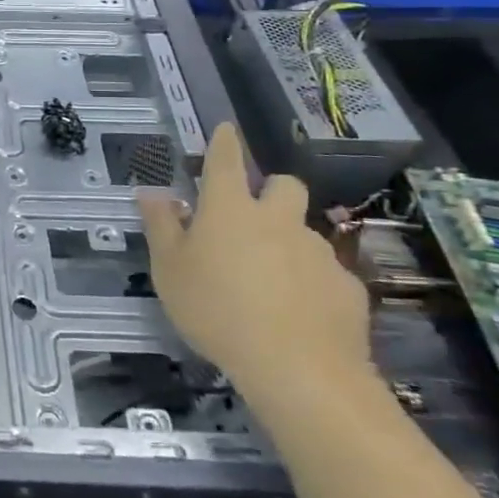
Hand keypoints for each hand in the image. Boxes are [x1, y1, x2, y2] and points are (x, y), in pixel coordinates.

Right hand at [136, 123, 371, 402]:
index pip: (226, 160)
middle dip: (271, 190)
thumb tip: (152, 193)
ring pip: (304, 231)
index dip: (224, 141)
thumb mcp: (169, 270)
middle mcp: (277, 219)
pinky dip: (310, 282)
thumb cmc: (216, 310)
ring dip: (288, 241)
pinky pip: (325, 273)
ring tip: (270, 280)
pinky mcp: (346, 287)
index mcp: (229, 209)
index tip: (226, 128)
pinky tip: (297, 312)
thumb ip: (161, 227)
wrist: (298, 369)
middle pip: (284, 185)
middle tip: (253, 217)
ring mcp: (317, 252)